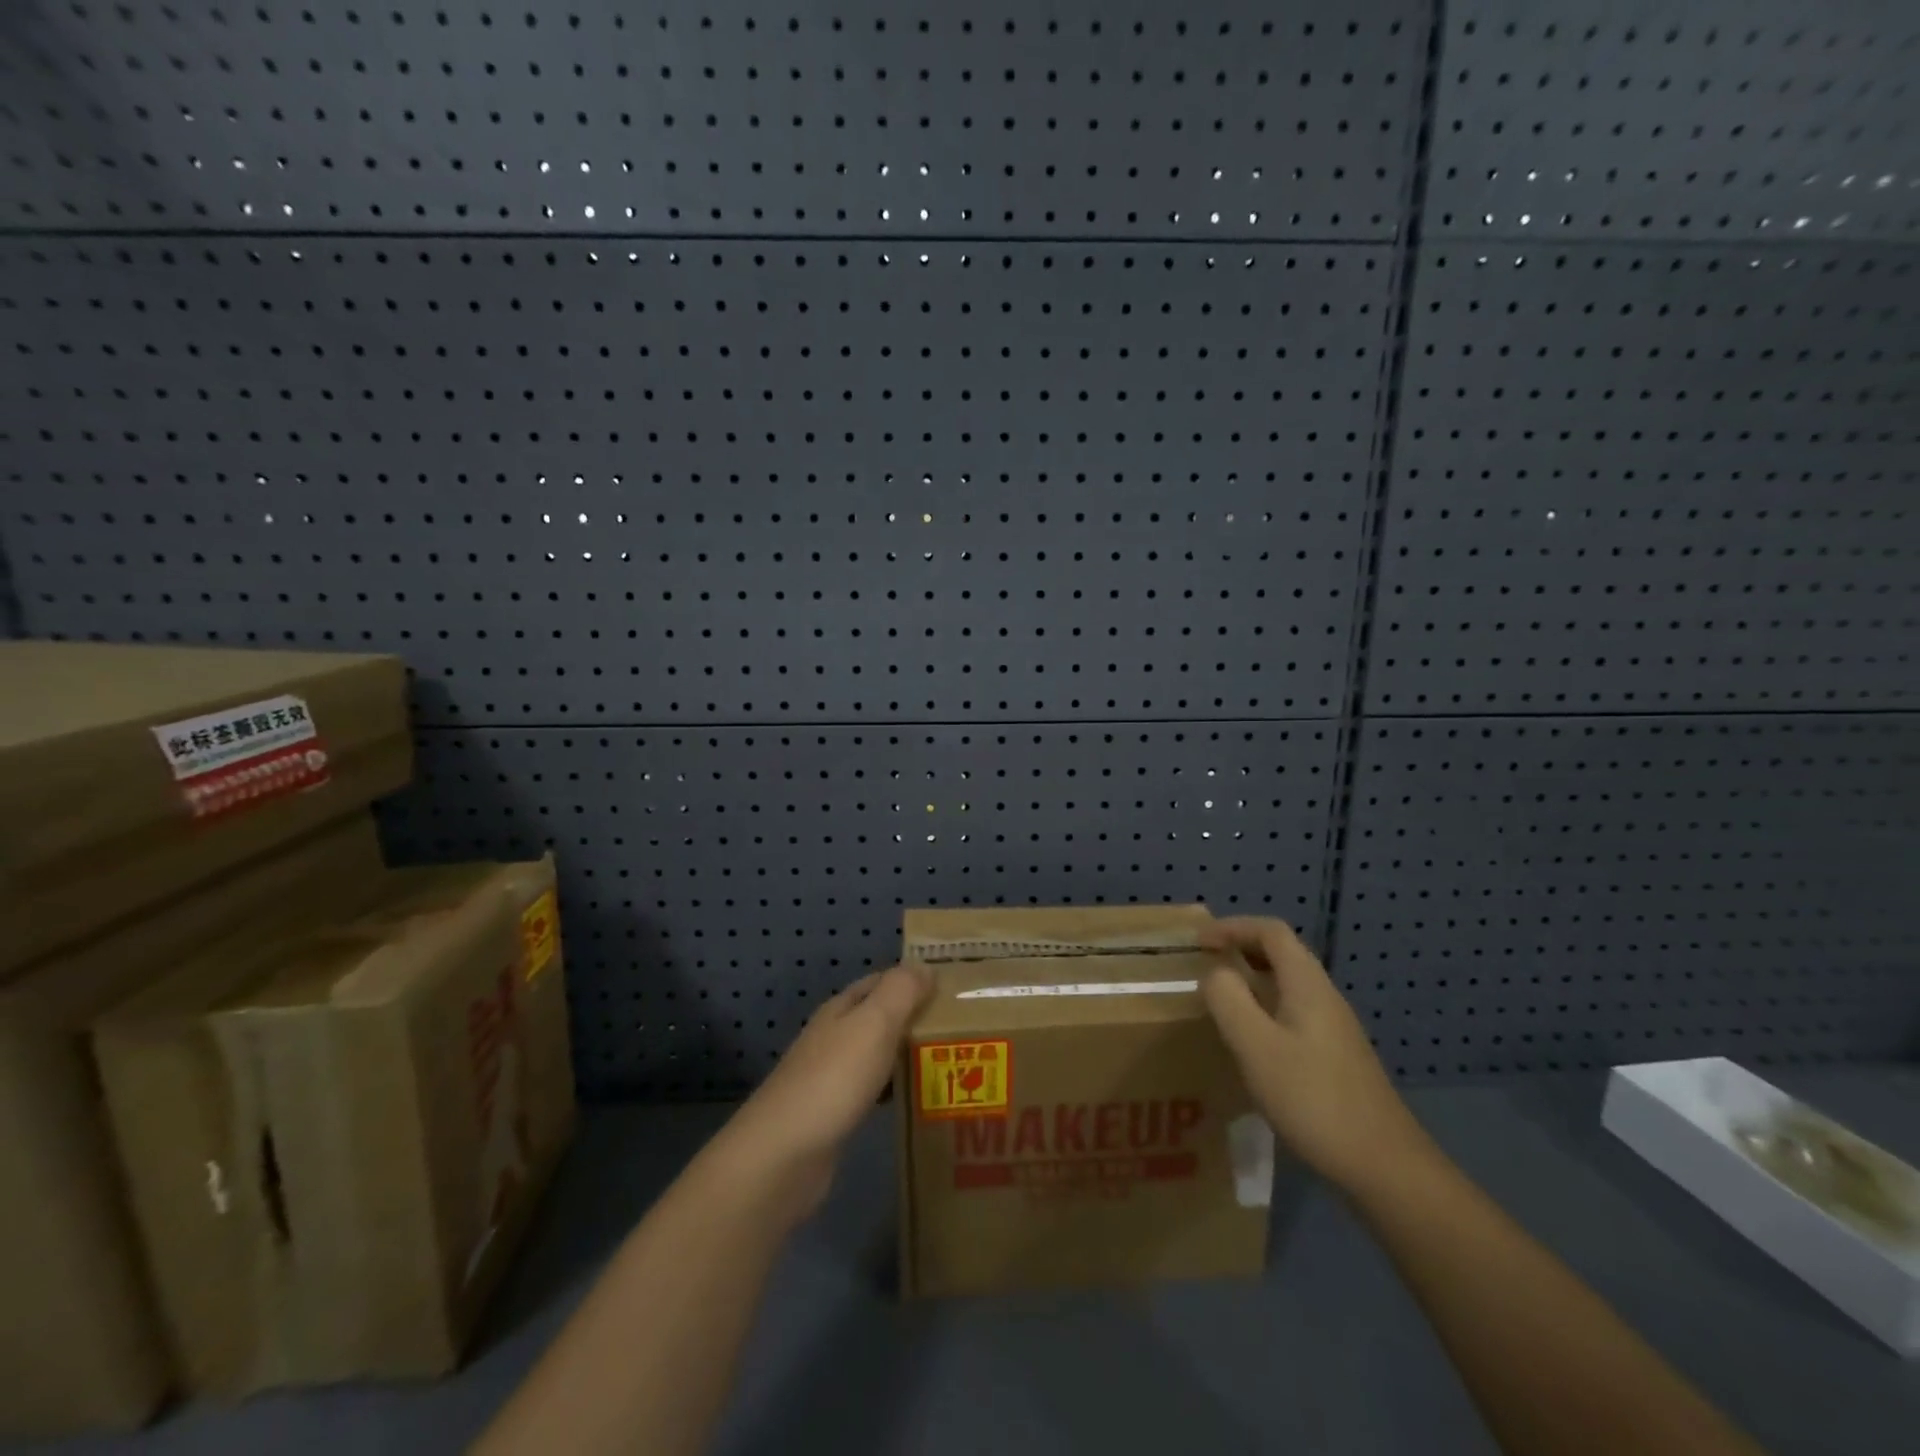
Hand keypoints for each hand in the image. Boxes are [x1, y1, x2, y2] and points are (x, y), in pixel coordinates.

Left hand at [712, 962, 932, 1221]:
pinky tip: (917, 1101)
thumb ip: (900, 992)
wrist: (783, 1156)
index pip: (881, 981)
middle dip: (915, 1019)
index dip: (914, 979)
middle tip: (962, 1029)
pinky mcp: (833, 1114)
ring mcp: (831, 1076)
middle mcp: (834, 1036)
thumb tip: (924, 966)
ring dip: (908, 1054)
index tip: (955, 989)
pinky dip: (895, 1089)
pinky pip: (873, 1089)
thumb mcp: (873, 1024)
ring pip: (878, 1054)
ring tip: (952, 1062)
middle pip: (880, 1017)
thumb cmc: (833, 1080)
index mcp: (841, 1009)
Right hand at [1199, 917, 1433, 1197]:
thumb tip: (1215, 973)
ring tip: (1219, 998)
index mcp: (1307, 985)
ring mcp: (1334, 1028)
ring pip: (1287, 984)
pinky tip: (1250, 1041)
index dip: (1232, 927)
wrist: (1384, 1166)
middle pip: (1282, 954)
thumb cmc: (1313, 1099)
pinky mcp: (1335, 1057)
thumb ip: (1229, 1000)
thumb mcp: (1256, 1046)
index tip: (1198, 941)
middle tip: (1204, 963)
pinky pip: (1292, 1012)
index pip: (1271, 932)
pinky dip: (1264, 1008)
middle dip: (1241, 948)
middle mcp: (1324, 997)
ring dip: (1251, 979)